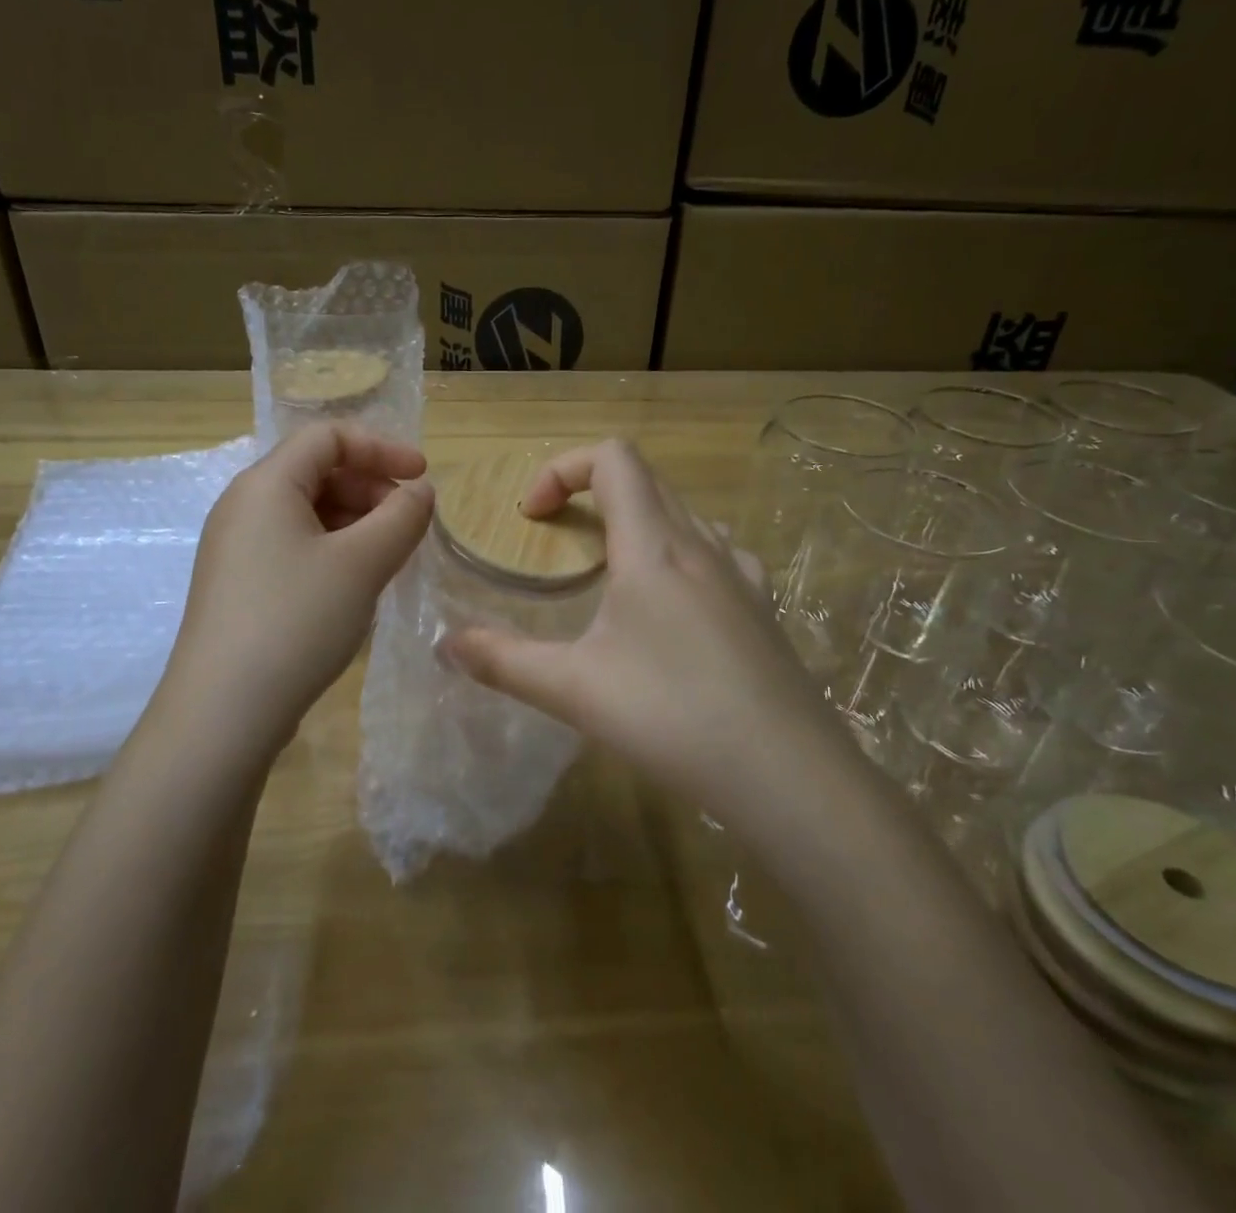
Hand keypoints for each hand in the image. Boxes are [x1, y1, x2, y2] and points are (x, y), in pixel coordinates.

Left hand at [163, 422, 432, 749]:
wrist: (223, 711)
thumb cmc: (296, 621)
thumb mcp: (362, 564)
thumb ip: (401, 517)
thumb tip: (419, 491)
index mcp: (266, 484)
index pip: (328, 437)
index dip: (381, 447)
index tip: (422, 477)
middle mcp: (243, 506)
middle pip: (316, 471)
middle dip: (370, 487)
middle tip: (408, 524)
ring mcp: (236, 548)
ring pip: (307, 512)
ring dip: (355, 521)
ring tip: (389, 556)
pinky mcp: (239, 585)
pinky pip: (294, 546)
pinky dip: (333, 549)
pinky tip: (355, 583)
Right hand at [443, 440, 847, 815]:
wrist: (790, 776)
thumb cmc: (673, 717)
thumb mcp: (574, 690)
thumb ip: (503, 662)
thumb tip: (445, 646)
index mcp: (654, 547)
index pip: (613, 459)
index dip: (563, 468)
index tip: (533, 517)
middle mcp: (702, 545)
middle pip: (646, 479)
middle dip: (592, 491)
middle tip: (559, 540)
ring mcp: (742, 575)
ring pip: (684, 513)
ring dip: (638, 520)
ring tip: (611, 573)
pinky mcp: (764, 608)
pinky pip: (717, 551)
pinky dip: (679, 553)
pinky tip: (673, 607)